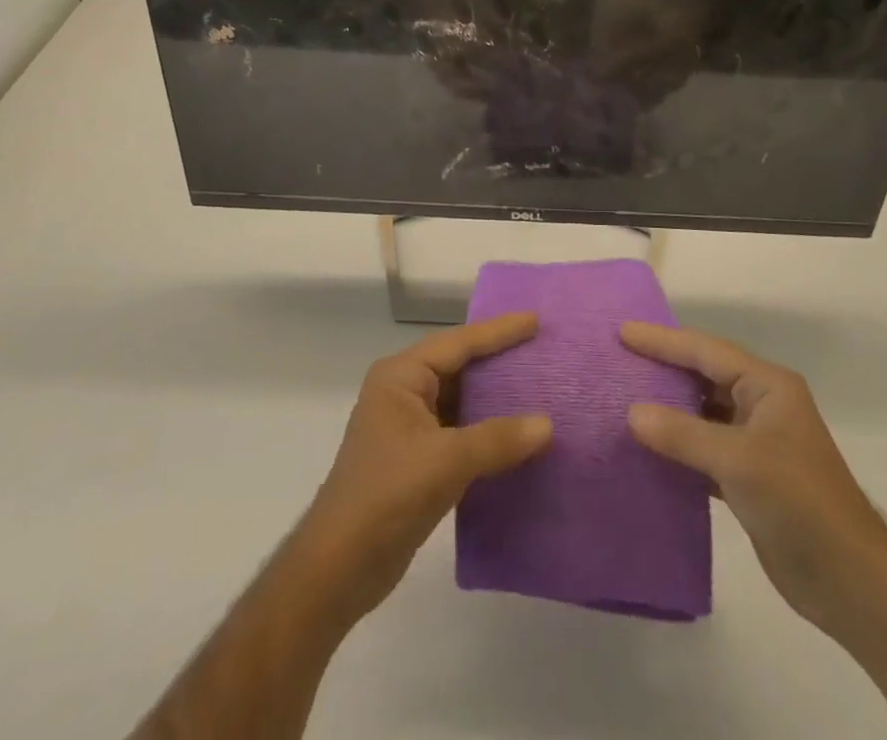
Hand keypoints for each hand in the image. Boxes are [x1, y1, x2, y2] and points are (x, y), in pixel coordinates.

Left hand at [299, 314, 552, 622]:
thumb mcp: (445, 462)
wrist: (338, 567)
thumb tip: (547, 424)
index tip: (535, 320)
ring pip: (461, 400)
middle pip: (459, 366)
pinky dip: (487, 431)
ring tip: (539, 387)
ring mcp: (408, 427)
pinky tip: (518, 436)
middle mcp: (403, 392)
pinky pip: (460, 431)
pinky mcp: (416, 459)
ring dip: (495, 398)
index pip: (457, 343)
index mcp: (400, 377)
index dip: (498, 331)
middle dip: (498, 360)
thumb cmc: (386, 496)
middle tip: (541, 349)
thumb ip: (497, 439)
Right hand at [621, 323, 886, 642]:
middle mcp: (762, 405)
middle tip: (618, 360)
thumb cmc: (799, 502)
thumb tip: (632, 412)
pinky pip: (704, 448)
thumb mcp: (738, 460)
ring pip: (702, 413)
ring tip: (623, 399)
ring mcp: (757, 442)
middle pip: (703, 377)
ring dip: (668, 409)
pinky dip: (678, 446)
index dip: (662, 341)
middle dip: (663, 368)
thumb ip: (683, 434)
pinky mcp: (750, 478)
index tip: (622, 332)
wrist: (851, 582)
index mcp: (768, 386)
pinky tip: (648, 449)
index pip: (706, 351)